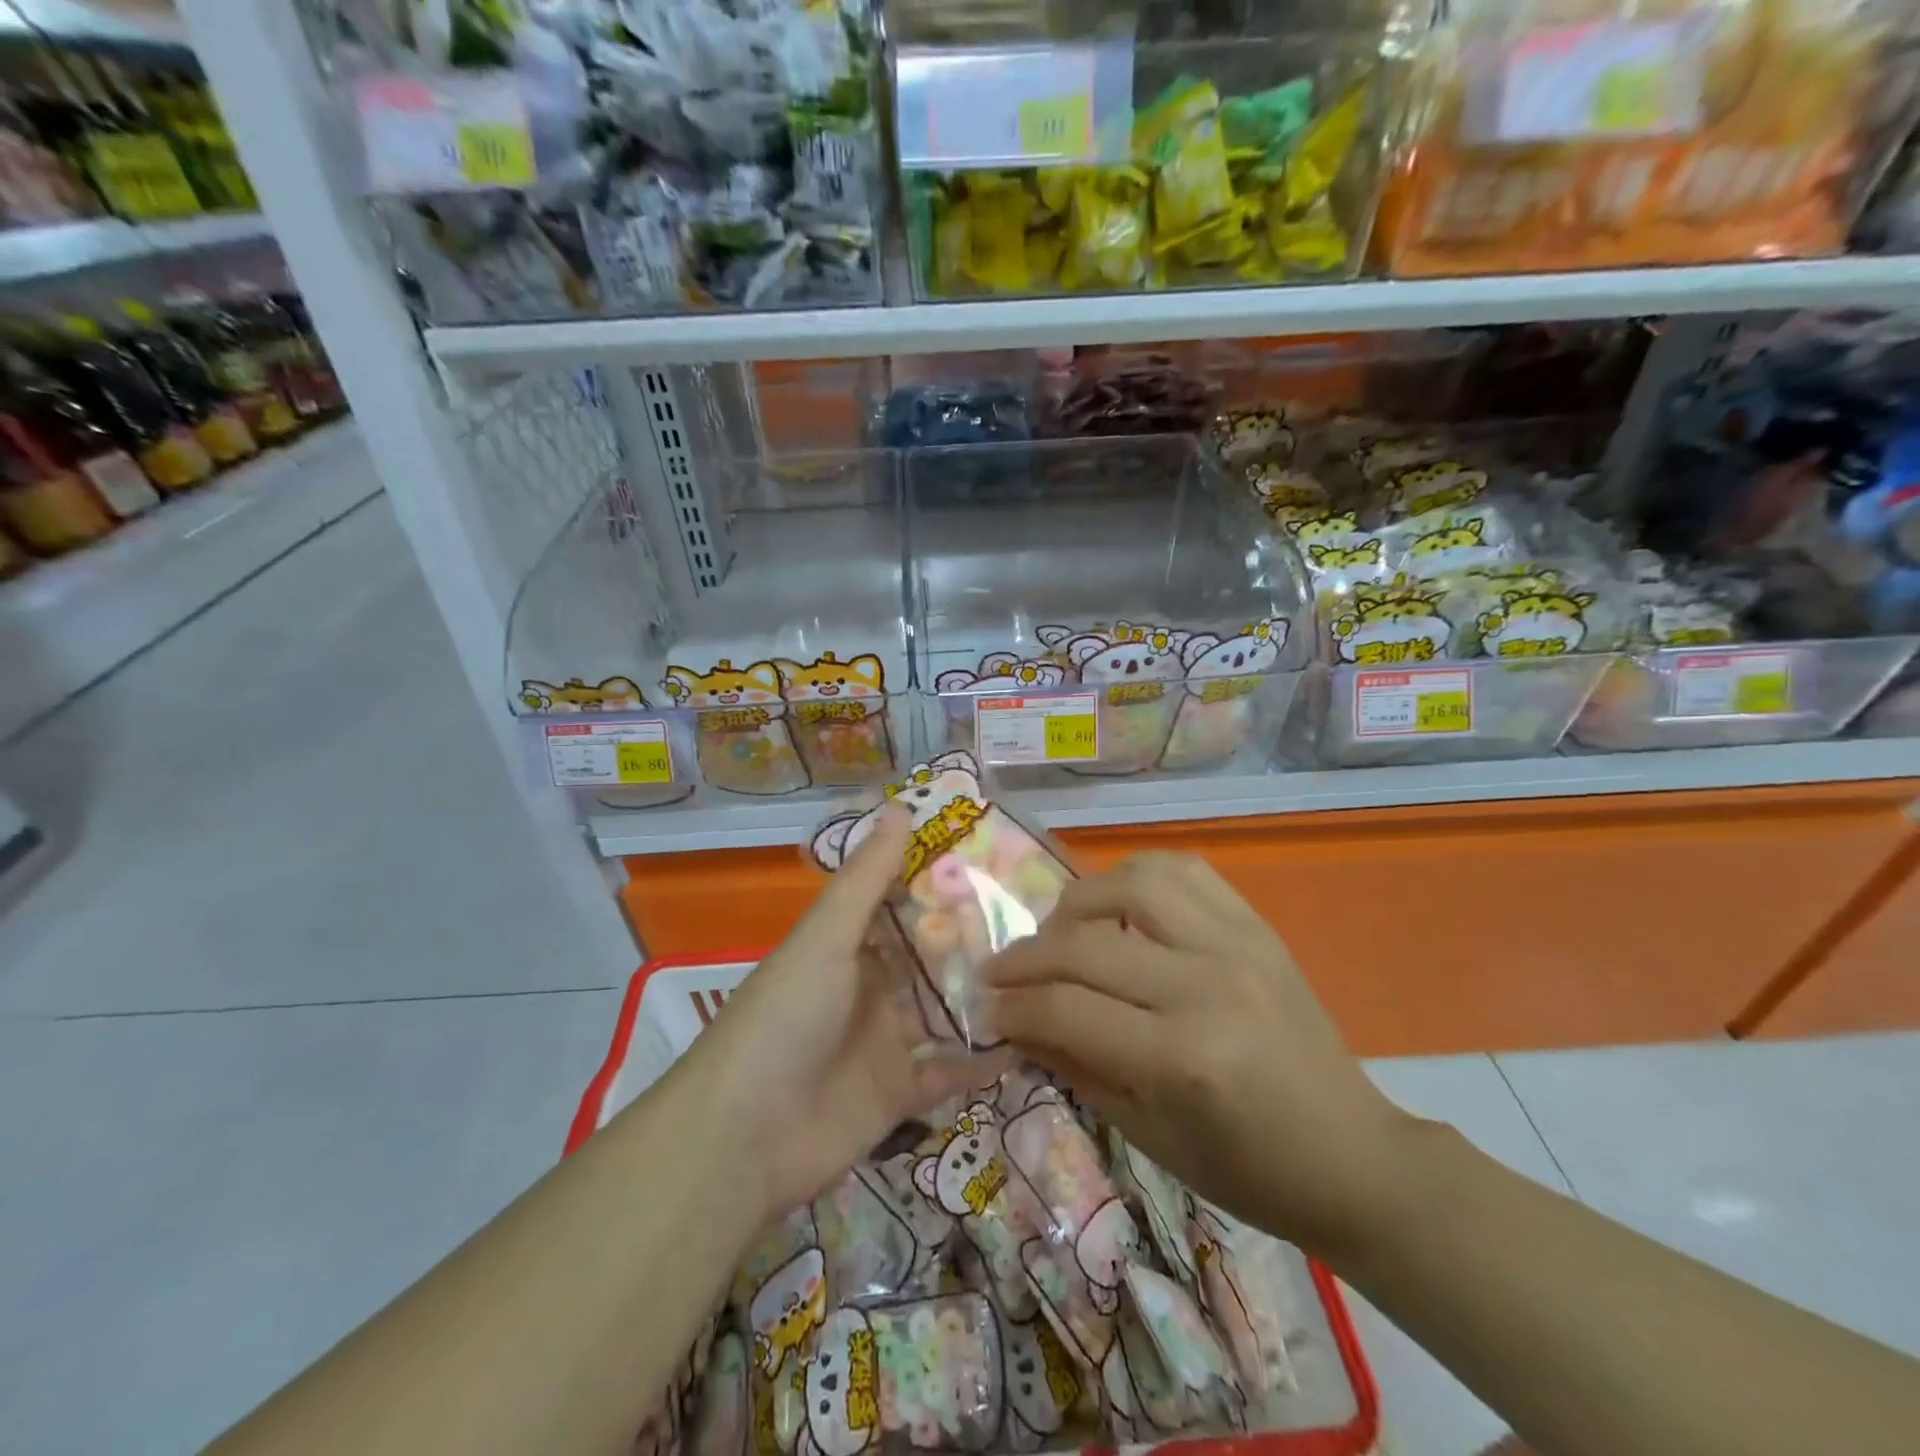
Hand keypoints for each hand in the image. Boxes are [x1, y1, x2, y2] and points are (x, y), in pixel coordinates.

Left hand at [684, 804, 1006, 1219]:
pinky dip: (985, 1060)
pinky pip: (952, 1071)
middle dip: (978, 939)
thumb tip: (900, 805)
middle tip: (1043, 918)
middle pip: (932, 957)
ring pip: (948, 1010)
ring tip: (1048, 972)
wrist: (743, 1137)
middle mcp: (871, 987)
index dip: (944, 881)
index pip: (903, 902)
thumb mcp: (825, 937)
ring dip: (988, 996)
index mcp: (849, 945)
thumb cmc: (784, 1017)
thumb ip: (866, 878)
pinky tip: (1033, 1041)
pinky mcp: (901, 1093)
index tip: (1000, 859)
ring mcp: (887, 1041)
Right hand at [983, 851, 1413, 1256]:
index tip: (983, 1006)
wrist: (1352, 1153)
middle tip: (999, 971)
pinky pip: (1183, 871)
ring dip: (1077, 902)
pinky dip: (1134, 875)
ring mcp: (1237, 944)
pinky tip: (1116, 901)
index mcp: (1184, 1058)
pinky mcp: (1255, 925)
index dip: (1013, 1006)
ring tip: (1059, 931)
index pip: (1067, 1009)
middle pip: (1087, 944)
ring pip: (1132, 883)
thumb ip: (1074, 1065)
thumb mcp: (1147, 1134)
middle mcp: (1207, 985)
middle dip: (1026, 956)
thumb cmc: (1246, 1169)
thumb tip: (1013, 1020)